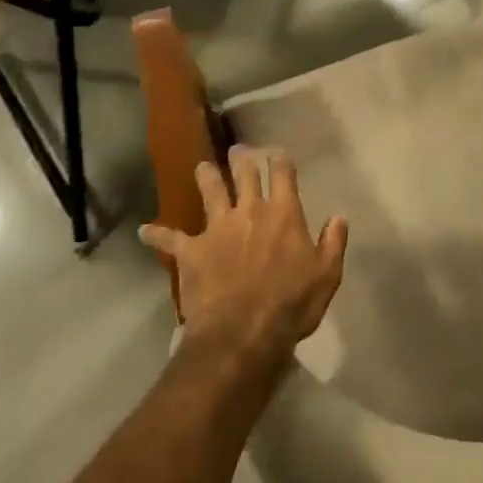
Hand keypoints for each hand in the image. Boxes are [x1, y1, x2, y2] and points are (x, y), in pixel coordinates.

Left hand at [140, 146, 347, 371]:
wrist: (243, 332)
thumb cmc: (292, 304)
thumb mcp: (327, 275)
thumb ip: (333, 242)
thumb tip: (339, 217)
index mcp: (284, 214)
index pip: (283, 175)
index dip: (280, 160)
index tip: (278, 153)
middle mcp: (249, 211)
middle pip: (245, 175)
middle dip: (242, 159)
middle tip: (238, 150)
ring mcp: (217, 229)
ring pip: (210, 193)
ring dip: (206, 177)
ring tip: (201, 167)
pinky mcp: (191, 251)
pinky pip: (170, 239)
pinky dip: (156, 234)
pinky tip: (143, 230)